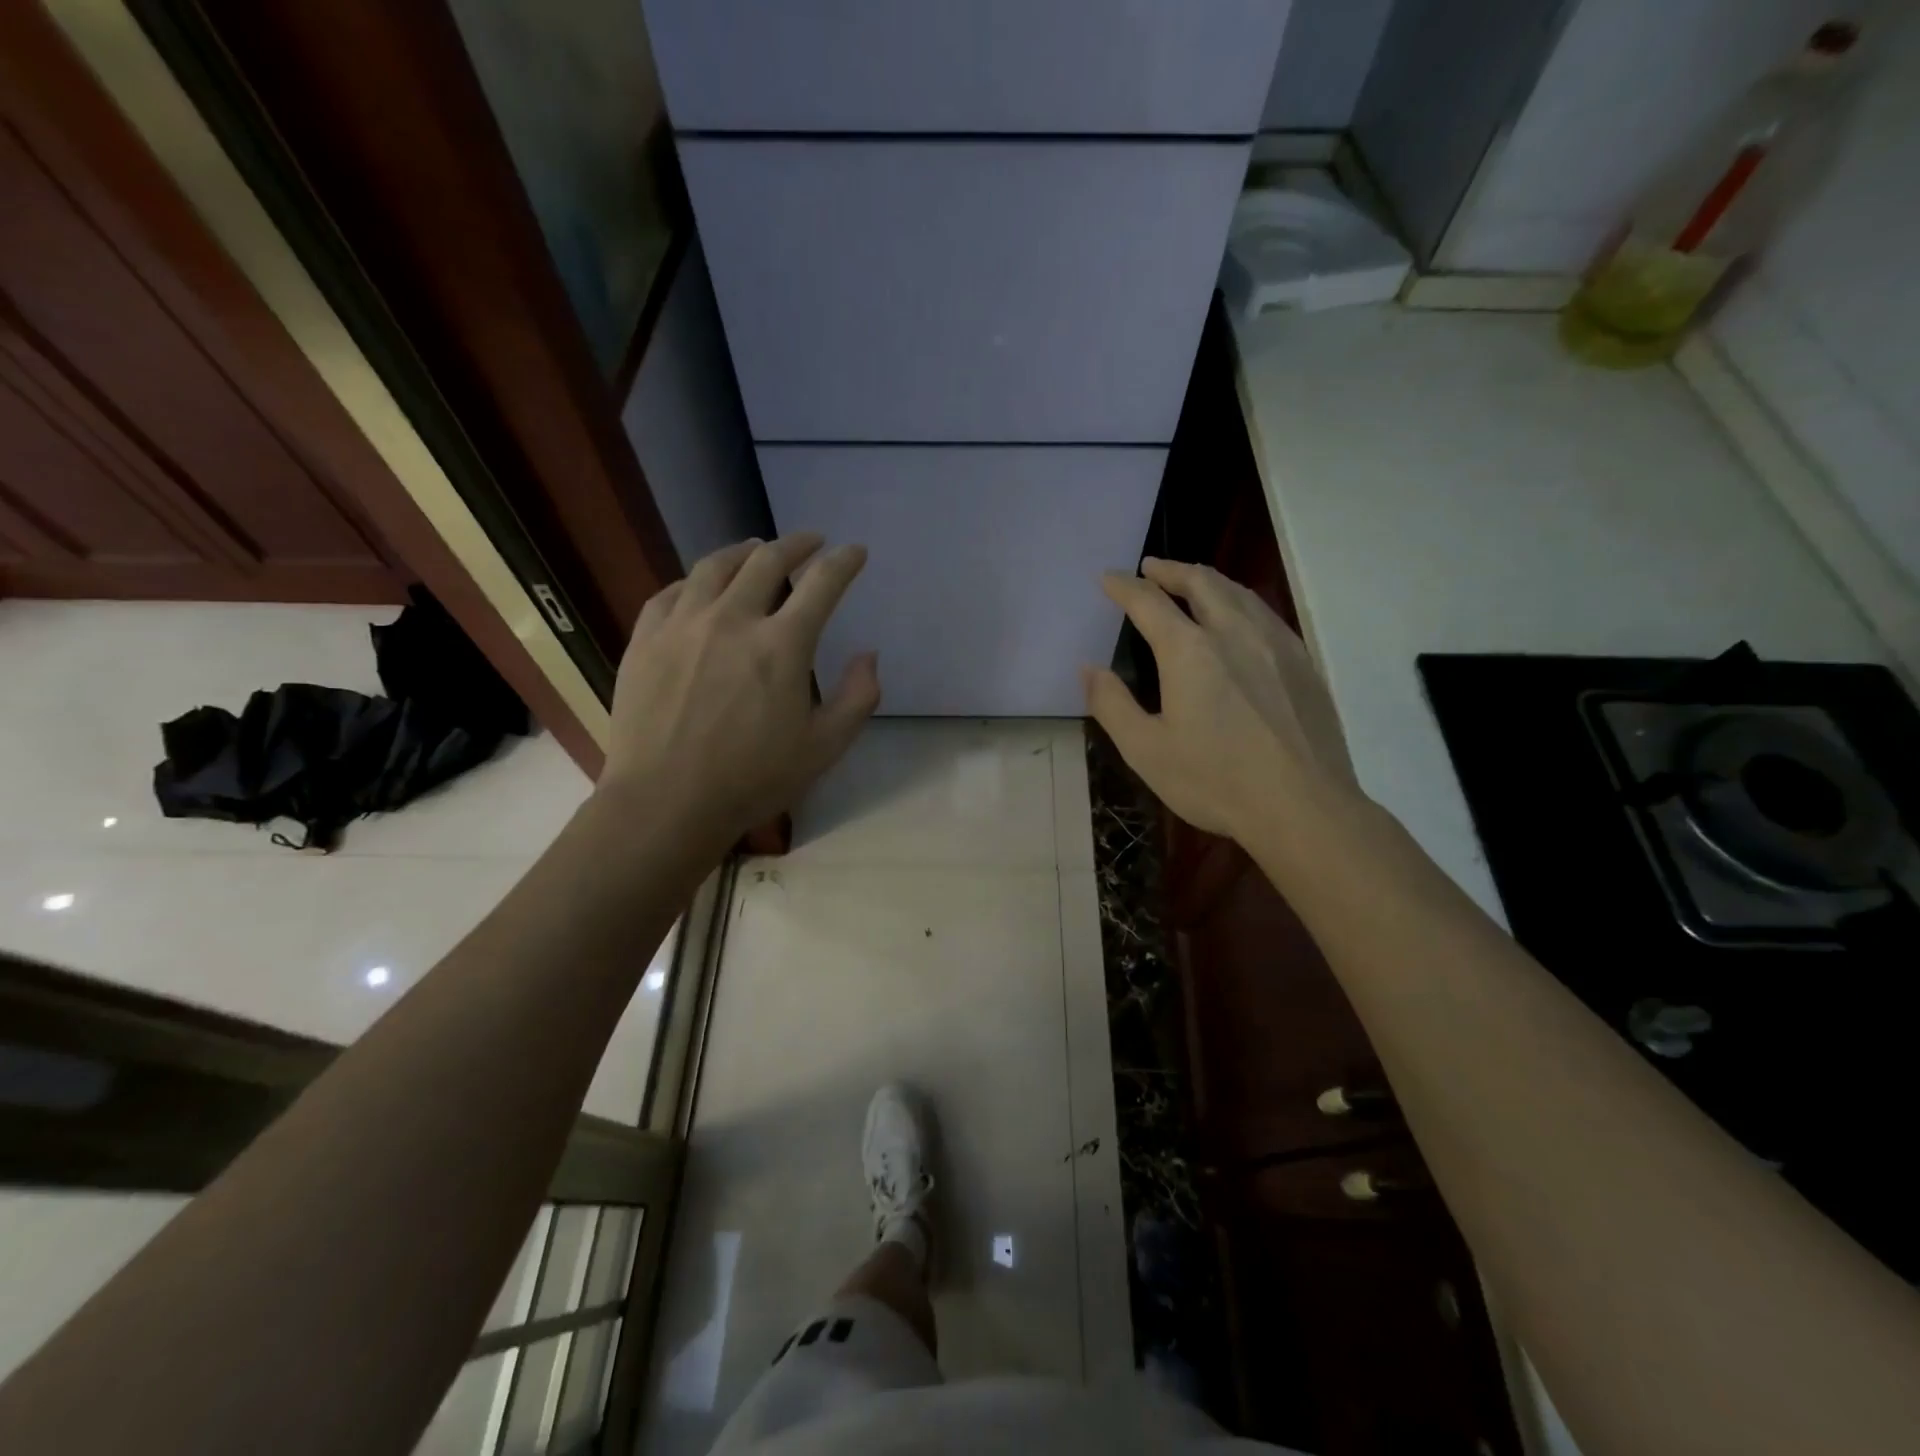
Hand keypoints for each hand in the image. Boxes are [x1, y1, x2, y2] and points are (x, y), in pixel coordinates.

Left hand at [602, 534, 878, 844]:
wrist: (666, 802)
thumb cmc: (753, 779)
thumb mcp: (825, 748)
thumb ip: (858, 698)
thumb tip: (868, 656)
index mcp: (782, 645)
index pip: (822, 583)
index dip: (844, 561)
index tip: (855, 552)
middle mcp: (733, 619)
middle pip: (767, 560)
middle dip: (796, 544)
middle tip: (810, 542)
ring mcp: (683, 625)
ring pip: (715, 566)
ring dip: (744, 550)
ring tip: (756, 549)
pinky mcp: (646, 639)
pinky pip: (671, 592)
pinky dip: (695, 580)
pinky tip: (700, 586)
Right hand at [1083, 558, 1361, 845]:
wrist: (1303, 807)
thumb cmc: (1215, 781)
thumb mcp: (1146, 750)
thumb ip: (1112, 704)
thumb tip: (1089, 669)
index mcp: (1189, 651)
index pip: (1149, 602)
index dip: (1124, 587)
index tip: (1108, 579)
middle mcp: (1234, 632)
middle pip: (1201, 582)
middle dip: (1170, 570)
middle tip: (1150, 567)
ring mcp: (1275, 643)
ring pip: (1238, 592)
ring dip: (1207, 579)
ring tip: (1191, 580)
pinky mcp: (1302, 662)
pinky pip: (1265, 613)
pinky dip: (1239, 600)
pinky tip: (1239, 617)